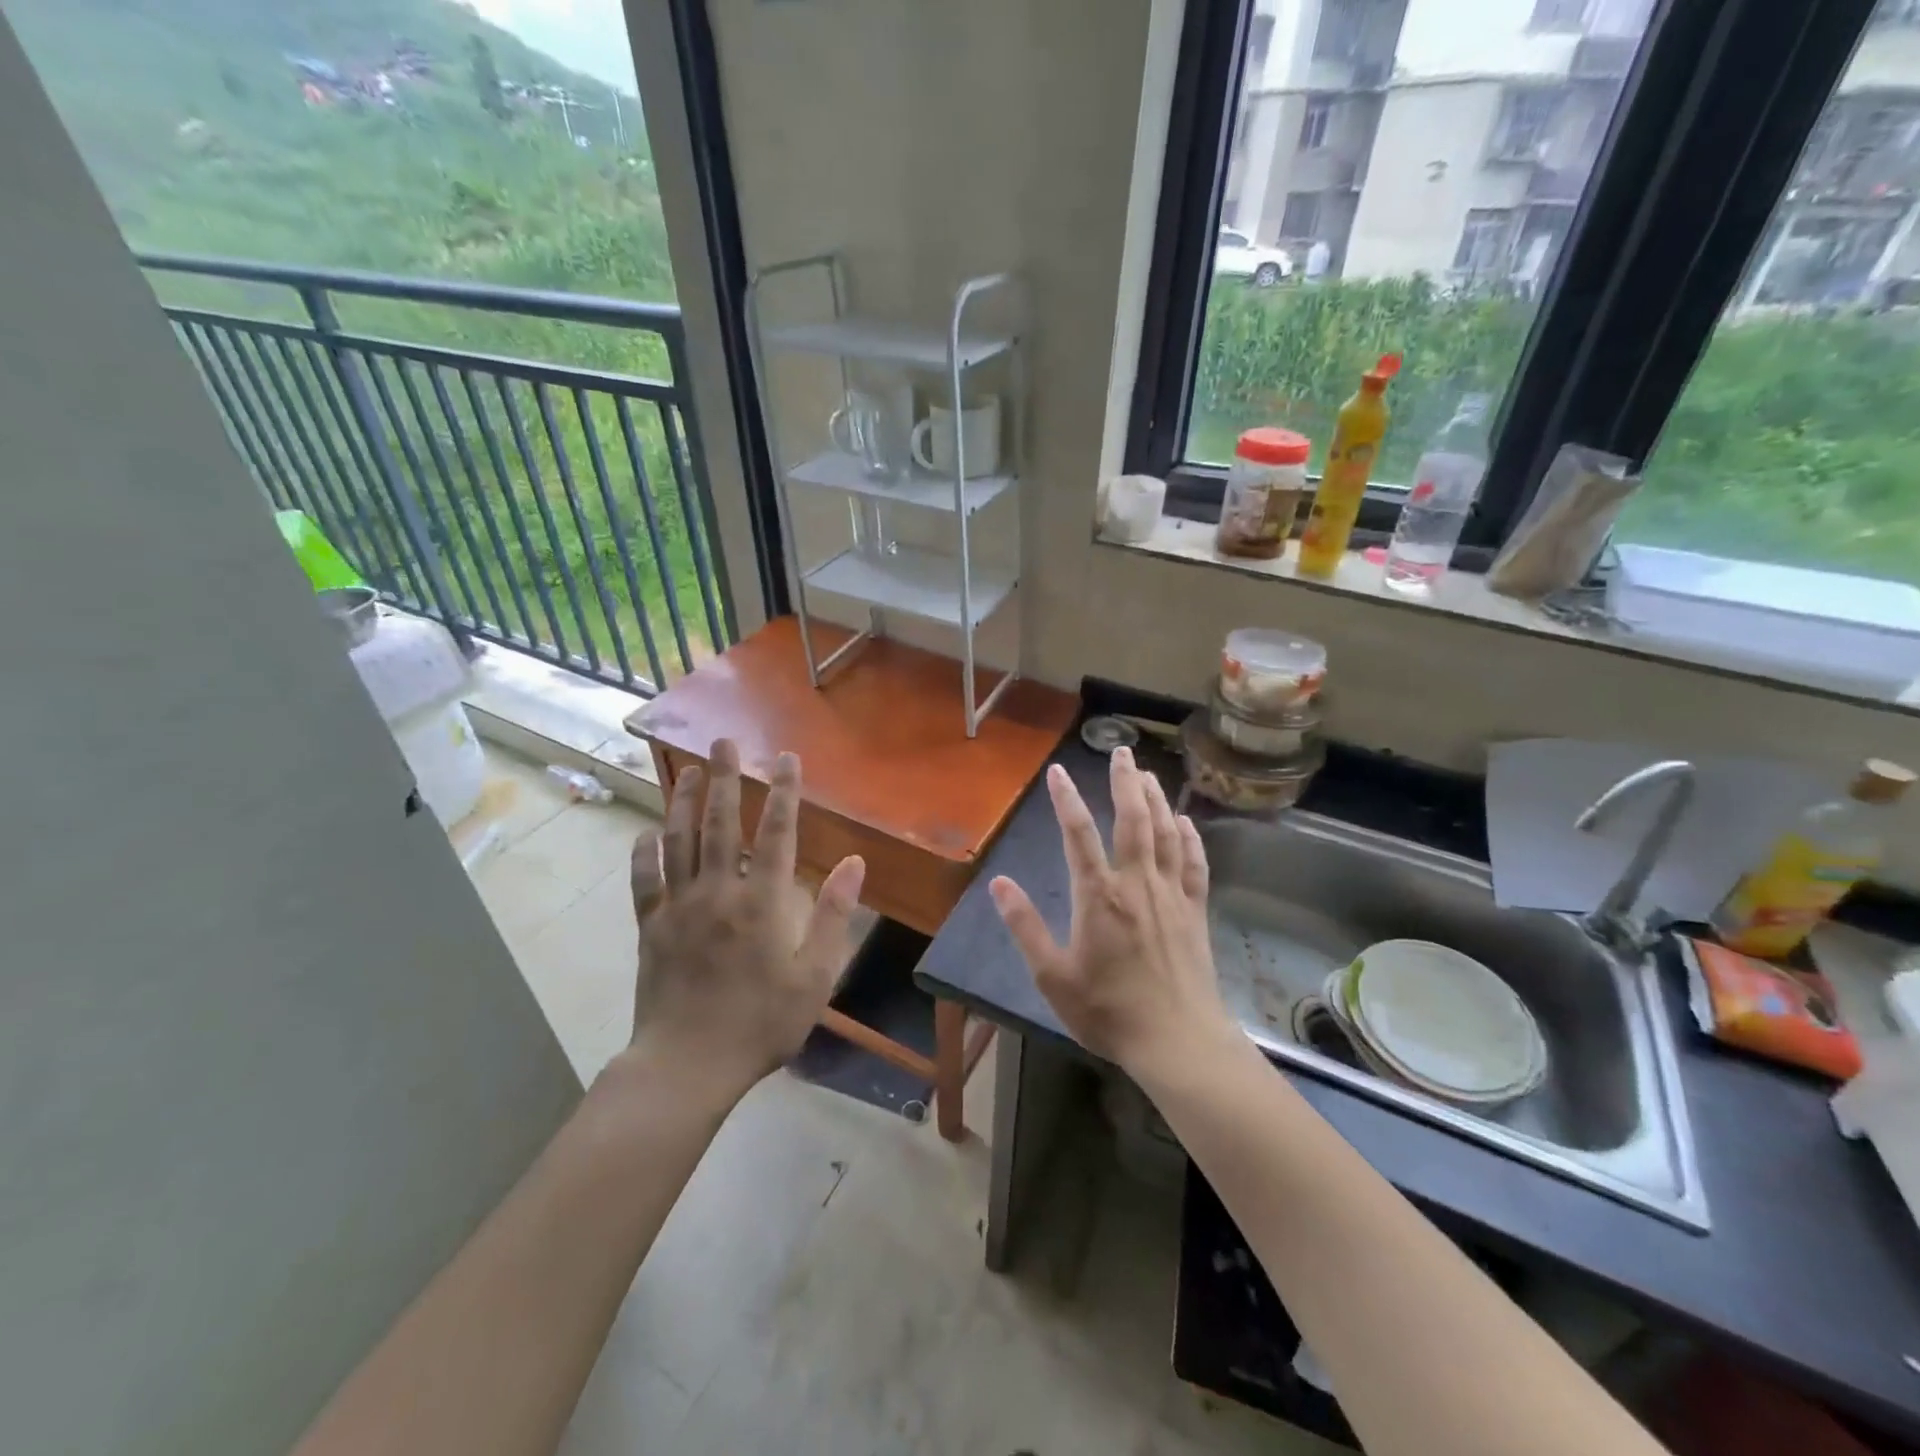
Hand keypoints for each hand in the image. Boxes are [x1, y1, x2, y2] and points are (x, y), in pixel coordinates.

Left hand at [624, 739, 864, 1101]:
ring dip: (683, 801)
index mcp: (761, 903)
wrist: (687, 1066)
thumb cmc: (761, 1023)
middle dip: (725, 778)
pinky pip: (645, 880)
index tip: (786, 758)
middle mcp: (717, 893)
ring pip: (678, 842)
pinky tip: (647, 831)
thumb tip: (855, 863)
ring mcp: (678, 908)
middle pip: (719, 824)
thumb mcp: (815, 976)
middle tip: (722, 742)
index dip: (783, 792)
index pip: (775, 833)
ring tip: (689, 770)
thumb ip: (834, 916)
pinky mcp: (651, 928)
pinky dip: (645, 852)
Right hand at [988, 747, 1238, 1081]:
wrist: (1178, 1041)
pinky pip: (1194, 864)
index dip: (1066, 799)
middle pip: (1132, 820)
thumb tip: (999, 883)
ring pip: (1165, 833)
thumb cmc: (1109, 1011)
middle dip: (1126, 782)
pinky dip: (1188, 837)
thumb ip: (1026, 926)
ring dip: (1156, 799)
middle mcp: (1137, 884)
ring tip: (1148, 774)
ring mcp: (1171, 895)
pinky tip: (1184, 822)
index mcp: (1099, 896)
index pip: (1078, 835)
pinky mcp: (1195, 911)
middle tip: (1123, 751)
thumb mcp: (1053, 976)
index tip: (1058, 771)